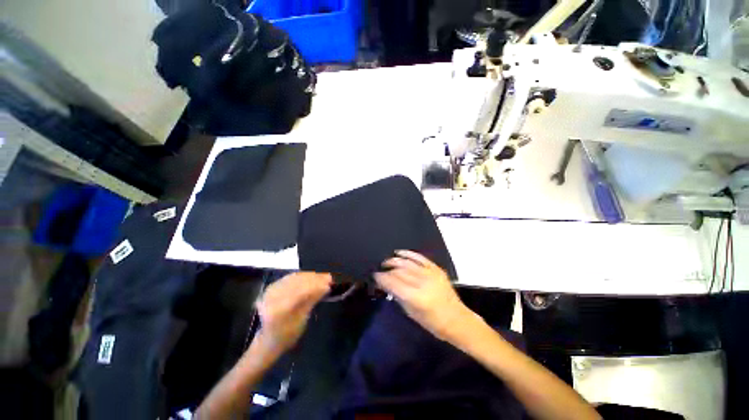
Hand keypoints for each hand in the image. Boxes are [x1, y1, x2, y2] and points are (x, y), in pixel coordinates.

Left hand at [256, 272, 331, 352]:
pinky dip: (302, 276)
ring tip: (323, 276)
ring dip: (310, 276)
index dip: (317, 285)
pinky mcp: (272, 287)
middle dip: (315, 278)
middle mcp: (272, 297)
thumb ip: (312, 300)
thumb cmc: (288, 334)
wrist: (270, 339)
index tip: (330, 282)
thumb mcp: (302, 320)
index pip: (301, 291)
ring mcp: (271, 290)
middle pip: (297, 282)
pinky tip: (312, 276)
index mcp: (278, 309)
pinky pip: (290, 277)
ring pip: (294, 277)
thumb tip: (326, 286)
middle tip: (329, 277)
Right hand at [374, 250, 473, 341]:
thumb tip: (386, 284)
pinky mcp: (436, 269)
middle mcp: (423, 283)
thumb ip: (398, 297)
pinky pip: (420, 258)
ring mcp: (431, 274)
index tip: (375, 276)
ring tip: (386, 261)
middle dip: (387, 270)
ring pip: (408, 263)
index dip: (382, 278)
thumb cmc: (433, 323)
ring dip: (395, 260)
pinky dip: (409, 254)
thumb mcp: (412, 314)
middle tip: (380, 270)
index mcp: (417, 297)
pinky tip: (399, 252)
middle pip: (400, 271)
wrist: (457, 319)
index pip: (394, 283)